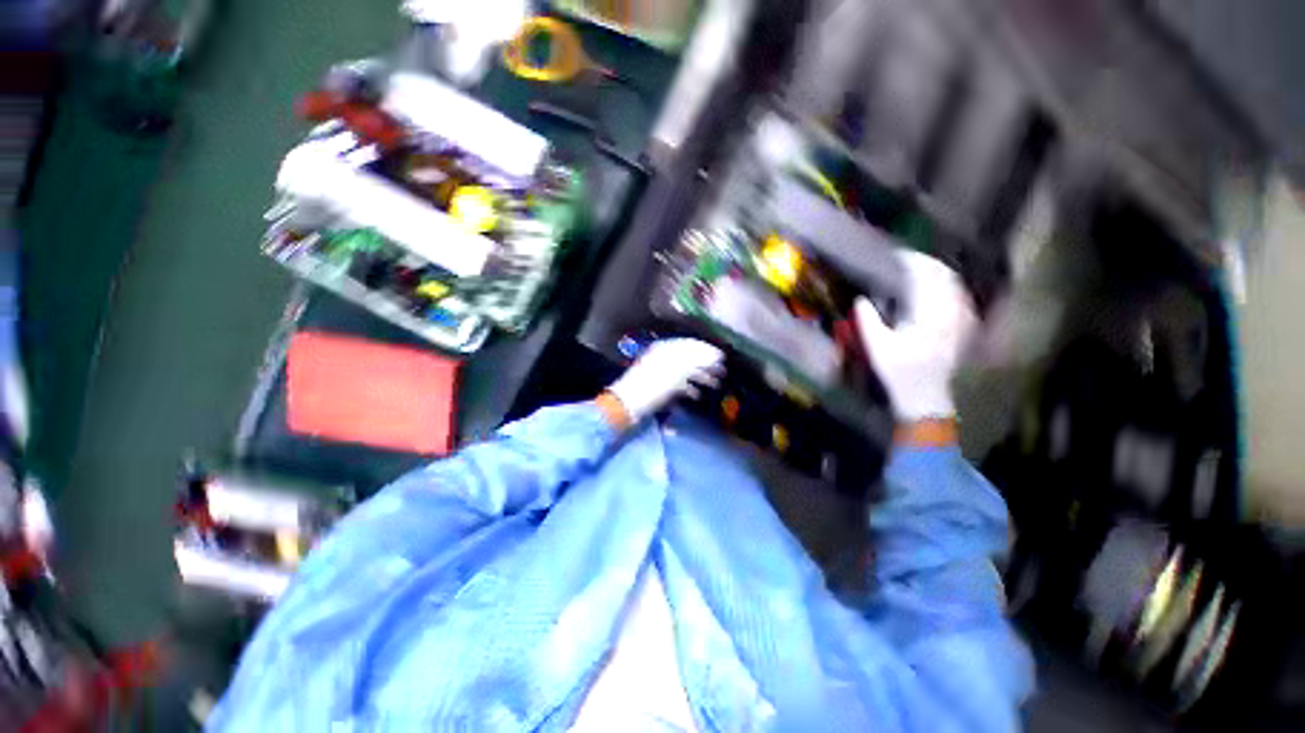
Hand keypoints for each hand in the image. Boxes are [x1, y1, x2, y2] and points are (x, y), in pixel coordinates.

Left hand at [603, 338, 724, 427]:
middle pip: (690, 358)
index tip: (723, 358)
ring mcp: (660, 372)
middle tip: (722, 373)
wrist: (628, 405)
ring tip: (715, 385)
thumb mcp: (677, 371)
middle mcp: (664, 357)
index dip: (708, 350)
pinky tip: (697, 396)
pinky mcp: (658, 386)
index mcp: (666, 349)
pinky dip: (689, 388)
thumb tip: (715, 354)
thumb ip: (697, 361)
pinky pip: (678, 384)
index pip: (691, 345)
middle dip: (707, 365)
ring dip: (701, 377)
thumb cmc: (653, 387)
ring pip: (685, 371)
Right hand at [854, 251, 976, 423]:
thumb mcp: (877, 348)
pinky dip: (950, 287)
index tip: (897, 255)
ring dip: (939, 273)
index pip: (926, 278)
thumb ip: (868, 321)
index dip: (912, 262)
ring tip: (921, 269)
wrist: (925, 395)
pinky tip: (940, 289)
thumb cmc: (898, 372)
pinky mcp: (964, 328)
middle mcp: (950, 313)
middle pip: (945, 277)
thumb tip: (860, 300)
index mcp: (929, 315)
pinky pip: (962, 298)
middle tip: (907, 259)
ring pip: (956, 286)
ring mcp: (961, 320)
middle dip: (927, 263)